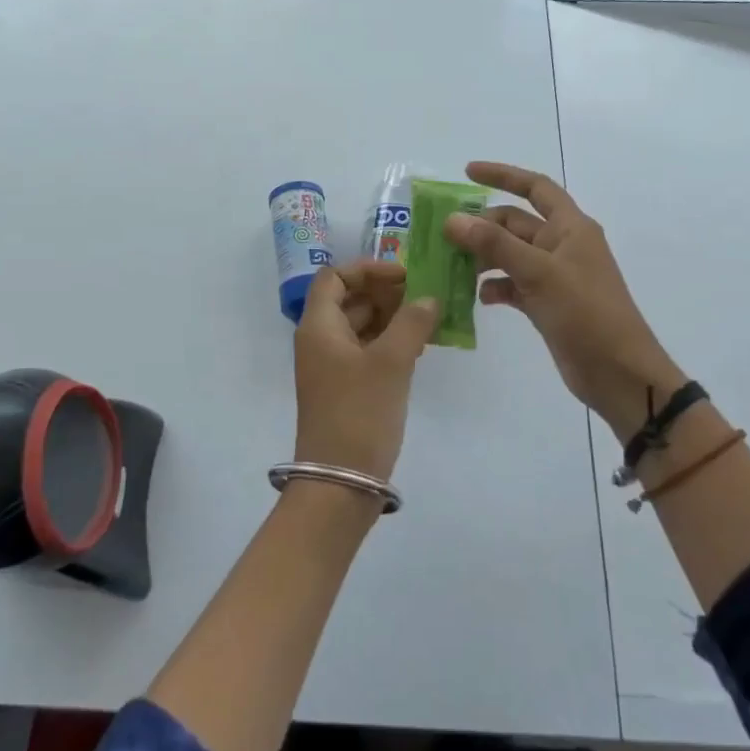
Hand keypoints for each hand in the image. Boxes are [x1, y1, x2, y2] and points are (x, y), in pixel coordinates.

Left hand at [292, 260, 438, 483]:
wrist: (340, 481)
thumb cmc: (360, 413)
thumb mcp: (391, 363)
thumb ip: (412, 323)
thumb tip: (429, 298)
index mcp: (319, 326)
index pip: (335, 277)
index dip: (368, 269)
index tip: (405, 276)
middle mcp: (321, 340)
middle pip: (350, 299)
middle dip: (386, 292)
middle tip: (425, 296)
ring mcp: (332, 366)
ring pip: (362, 326)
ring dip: (392, 317)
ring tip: (430, 319)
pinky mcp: (347, 387)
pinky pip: (368, 351)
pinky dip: (391, 342)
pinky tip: (420, 346)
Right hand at [444, 161, 682, 440]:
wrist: (618, 373)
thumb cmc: (586, 313)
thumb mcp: (539, 272)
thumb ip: (494, 244)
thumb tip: (452, 220)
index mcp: (570, 228)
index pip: (535, 187)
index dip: (503, 175)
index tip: (467, 173)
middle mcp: (562, 246)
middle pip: (515, 224)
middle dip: (482, 227)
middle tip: (444, 237)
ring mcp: (554, 276)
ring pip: (510, 256)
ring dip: (483, 258)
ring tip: (452, 268)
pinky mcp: (546, 304)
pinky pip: (513, 285)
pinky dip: (494, 288)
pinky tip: (476, 298)